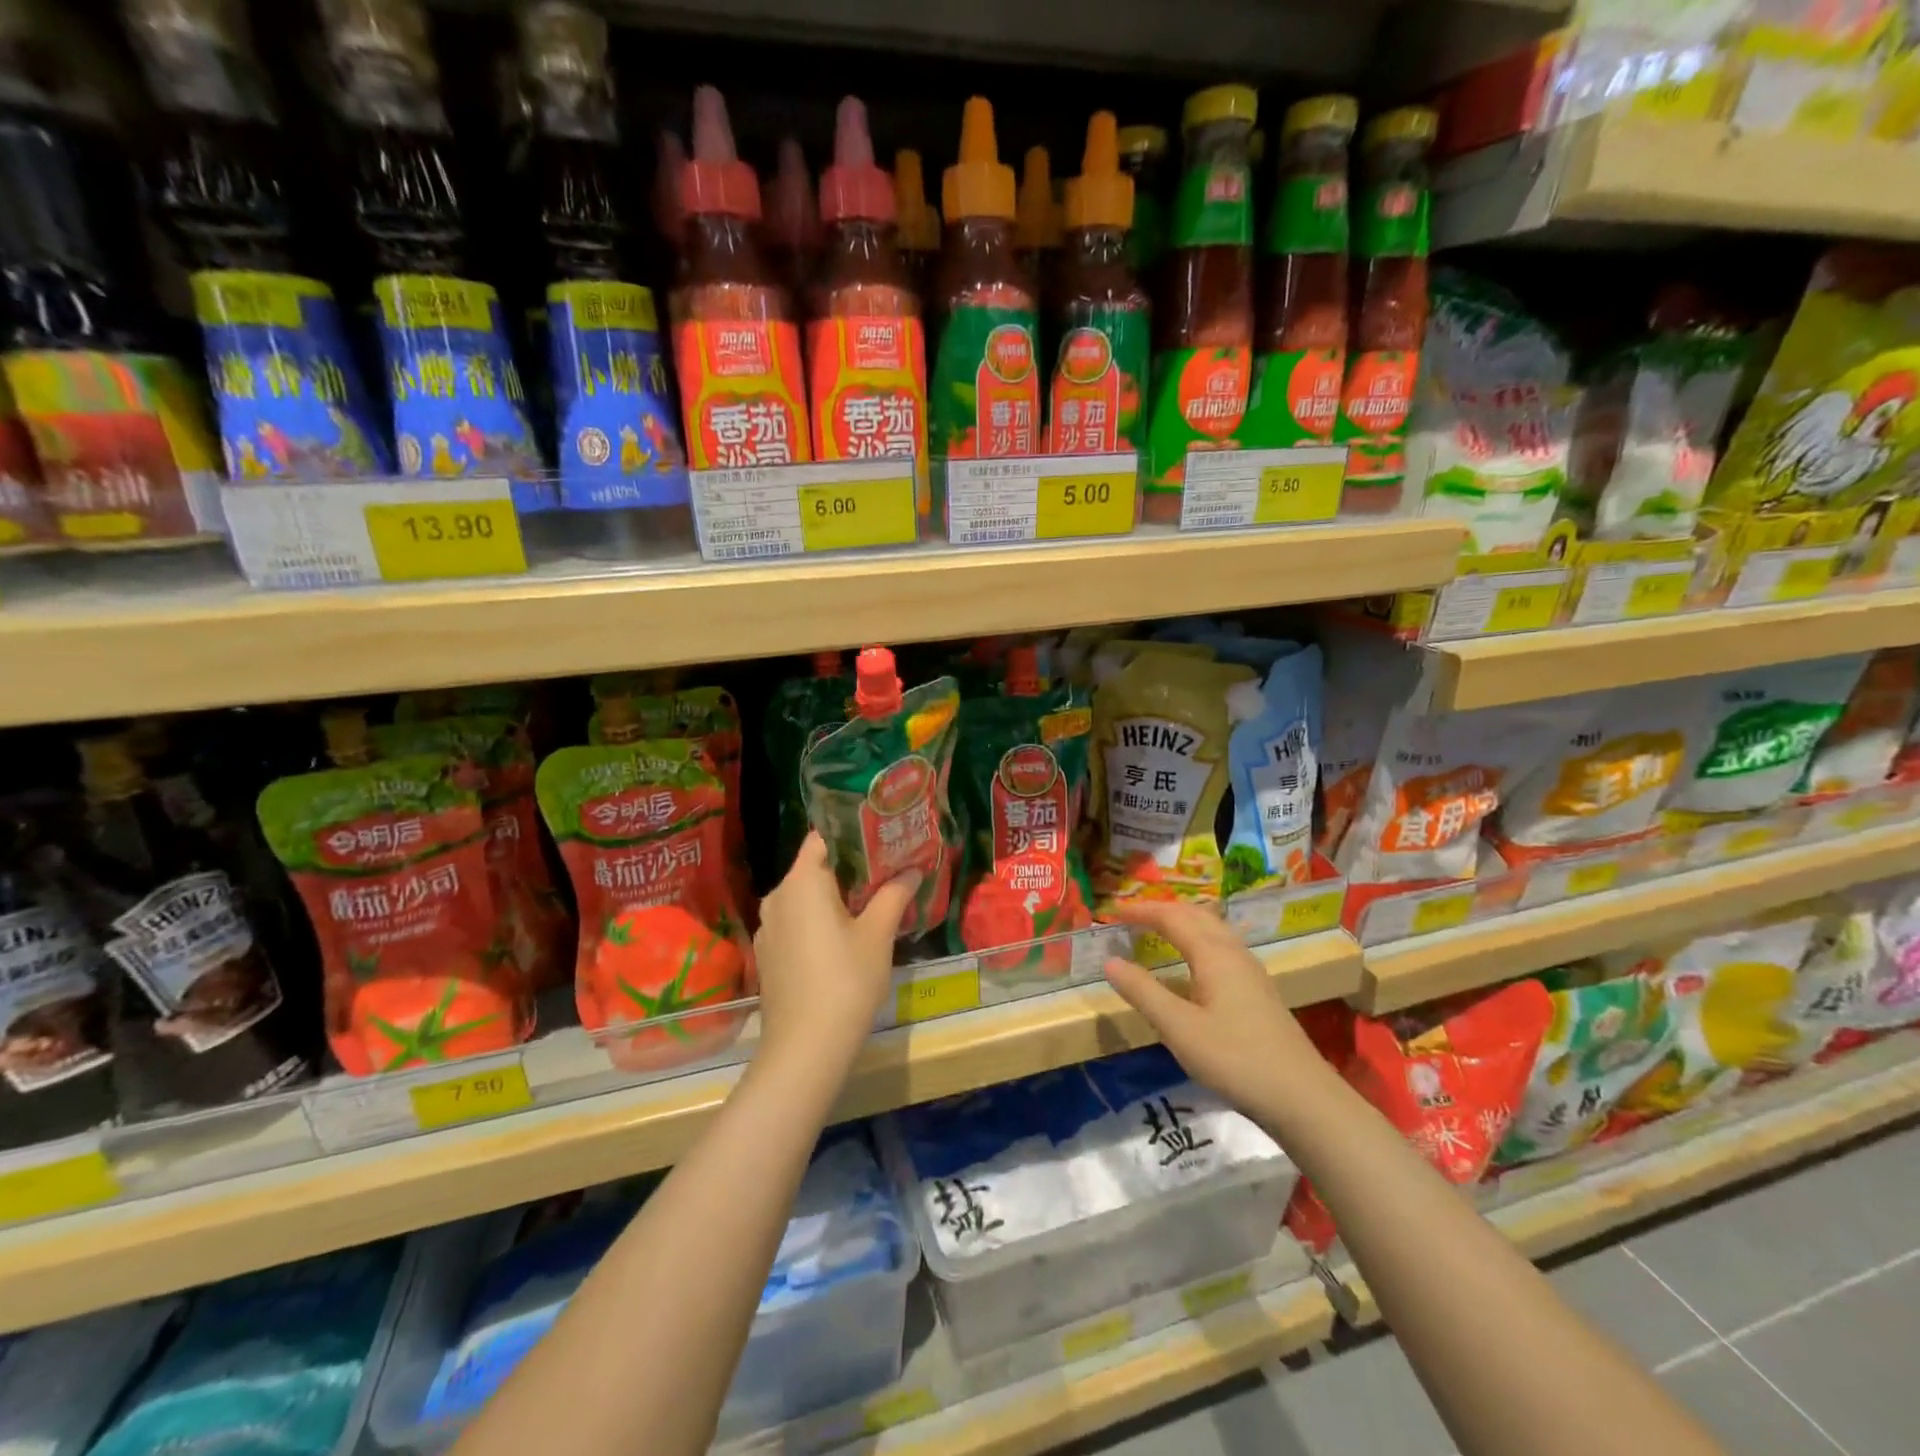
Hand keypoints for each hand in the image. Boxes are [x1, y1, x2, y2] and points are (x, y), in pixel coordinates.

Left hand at [752, 834, 918, 1072]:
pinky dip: (819, 919)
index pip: (823, 837)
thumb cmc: (846, 980)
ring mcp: (768, 927)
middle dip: (850, 866)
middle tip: (887, 867)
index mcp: (801, 882)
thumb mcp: (878, 934)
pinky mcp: (768, 953)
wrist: (804, 1048)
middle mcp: (777, 896)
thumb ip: (894, 894)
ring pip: (804, 896)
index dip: (852, 832)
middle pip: (814, 866)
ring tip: (872, 900)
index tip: (882, 835)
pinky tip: (845, 935)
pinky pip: (796, 921)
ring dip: (835, 895)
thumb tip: (912, 869)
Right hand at [1102, 899, 1325, 1120]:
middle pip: (1197, 915)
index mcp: (1214, 954)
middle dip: (1164, 910)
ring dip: (1184, 922)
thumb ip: (1143, 992)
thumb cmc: (1235, 1059)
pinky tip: (1193, 965)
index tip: (1113, 913)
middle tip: (1134, 916)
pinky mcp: (1258, 992)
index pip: (1173, 918)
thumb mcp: (1179, 1028)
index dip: (1142, 911)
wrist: (1302, 1098)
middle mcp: (1234, 953)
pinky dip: (1198, 941)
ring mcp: (1251, 972)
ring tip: (1159, 930)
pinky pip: (1222, 948)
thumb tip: (1109, 961)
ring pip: (1213, 930)